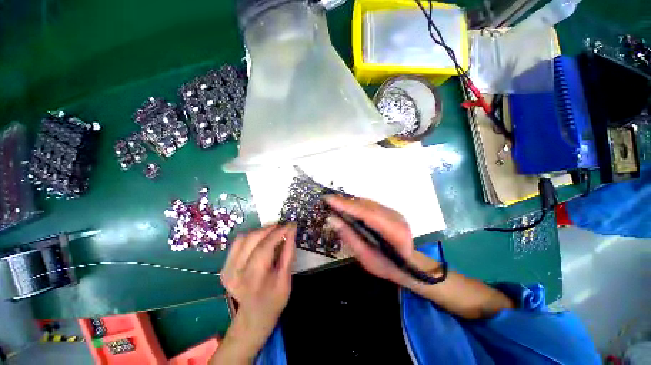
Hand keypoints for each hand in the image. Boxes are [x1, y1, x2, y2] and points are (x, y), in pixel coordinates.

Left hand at [217, 224, 295, 362]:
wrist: (254, 316)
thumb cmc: (274, 299)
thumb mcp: (286, 278)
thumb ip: (288, 252)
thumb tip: (291, 230)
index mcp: (253, 279)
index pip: (264, 247)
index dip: (278, 232)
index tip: (290, 225)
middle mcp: (235, 273)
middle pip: (252, 239)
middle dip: (270, 229)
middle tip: (283, 228)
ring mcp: (226, 270)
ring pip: (243, 238)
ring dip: (260, 231)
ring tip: (273, 233)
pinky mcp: (224, 267)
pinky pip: (237, 243)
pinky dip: (251, 237)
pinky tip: (261, 241)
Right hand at [325, 195, 417, 285]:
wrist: (410, 265)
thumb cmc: (387, 266)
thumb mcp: (366, 258)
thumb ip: (349, 237)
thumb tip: (331, 219)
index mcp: (393, 231)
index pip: (366, 213)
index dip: (346, 205)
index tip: (329, 199)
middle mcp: (395, 217)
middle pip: (366, 205)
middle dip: (345, 202)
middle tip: (328, 201)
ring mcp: (394, 212)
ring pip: (368, 202)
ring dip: (350, 202)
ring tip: (335, 203)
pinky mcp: (390, 210)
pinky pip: (370, 204)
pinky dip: (357, 204)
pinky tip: (348, 207)